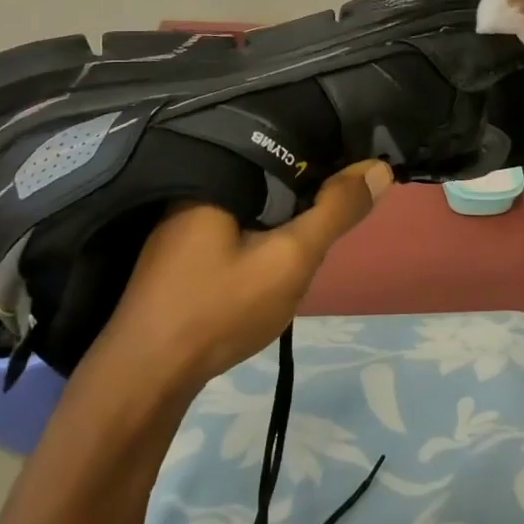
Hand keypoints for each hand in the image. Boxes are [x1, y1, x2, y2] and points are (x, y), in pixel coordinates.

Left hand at [82, 160, 393, 398]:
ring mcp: (184, 219)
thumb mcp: (290, 258)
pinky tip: (277, 244)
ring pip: (254, 198)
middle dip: (306, 184)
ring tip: (319, 218)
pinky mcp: (182, 248)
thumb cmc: (218, 309)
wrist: (144, 379)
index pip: (284, 143)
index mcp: (217, 174)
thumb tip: (379, 168)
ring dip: (285, 208)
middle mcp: (196, 185)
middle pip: (268, 170)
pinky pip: (236, 220)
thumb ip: (335, 212)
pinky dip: (263, 226)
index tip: (358, 164)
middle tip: (342, 200)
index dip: (325, 150)